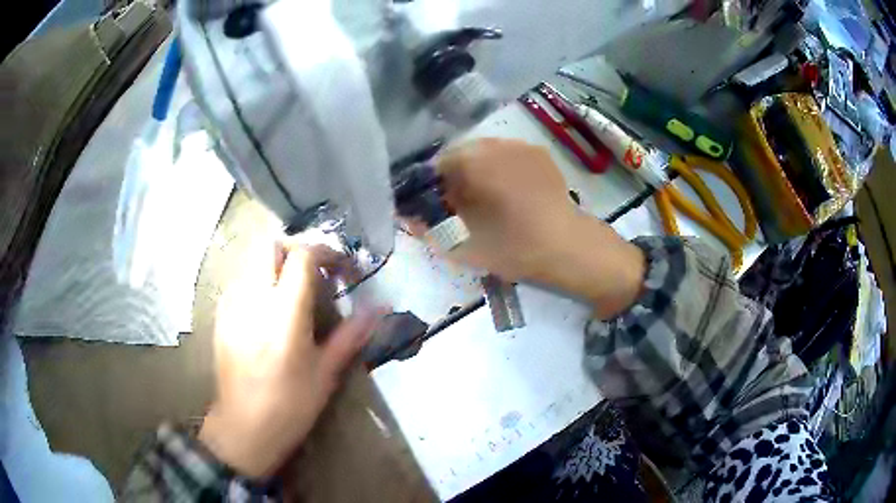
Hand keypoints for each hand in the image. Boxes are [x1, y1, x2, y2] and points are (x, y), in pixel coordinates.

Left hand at [198, 240, 384, 479]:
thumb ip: (350, 335)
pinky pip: (240, 279)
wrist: (243, 427)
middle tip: (314, 271)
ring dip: (276, 262)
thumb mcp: (325, 374)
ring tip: (292, 289)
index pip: (301, 256)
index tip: (341, 268)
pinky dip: (259, 279)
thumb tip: (380, 308)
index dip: (325, 252)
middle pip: (269, 244)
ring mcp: (232, 306)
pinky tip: (268, 307)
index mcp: (284, 316)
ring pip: (251, 258)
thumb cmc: (290, 405)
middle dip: (296, 248)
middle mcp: (253, 301)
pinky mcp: (221, 315)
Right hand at [437, 138, 644, 318]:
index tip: (435, 208)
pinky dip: (500, 169)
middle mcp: (494, 143)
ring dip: (477, 172)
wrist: (568, 246)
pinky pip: (508, 156)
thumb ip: (428, 228)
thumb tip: (408, 217)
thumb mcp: (462, 244)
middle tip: (460, 207)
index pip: (436, 165)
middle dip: (454, 178)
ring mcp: (520, 145)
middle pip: (460, 155)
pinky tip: (510, 193)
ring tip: (487, 200)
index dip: (431, 187)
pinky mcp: (540, 154)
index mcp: (473, 161)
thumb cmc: (513, 246)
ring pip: (484, 153)